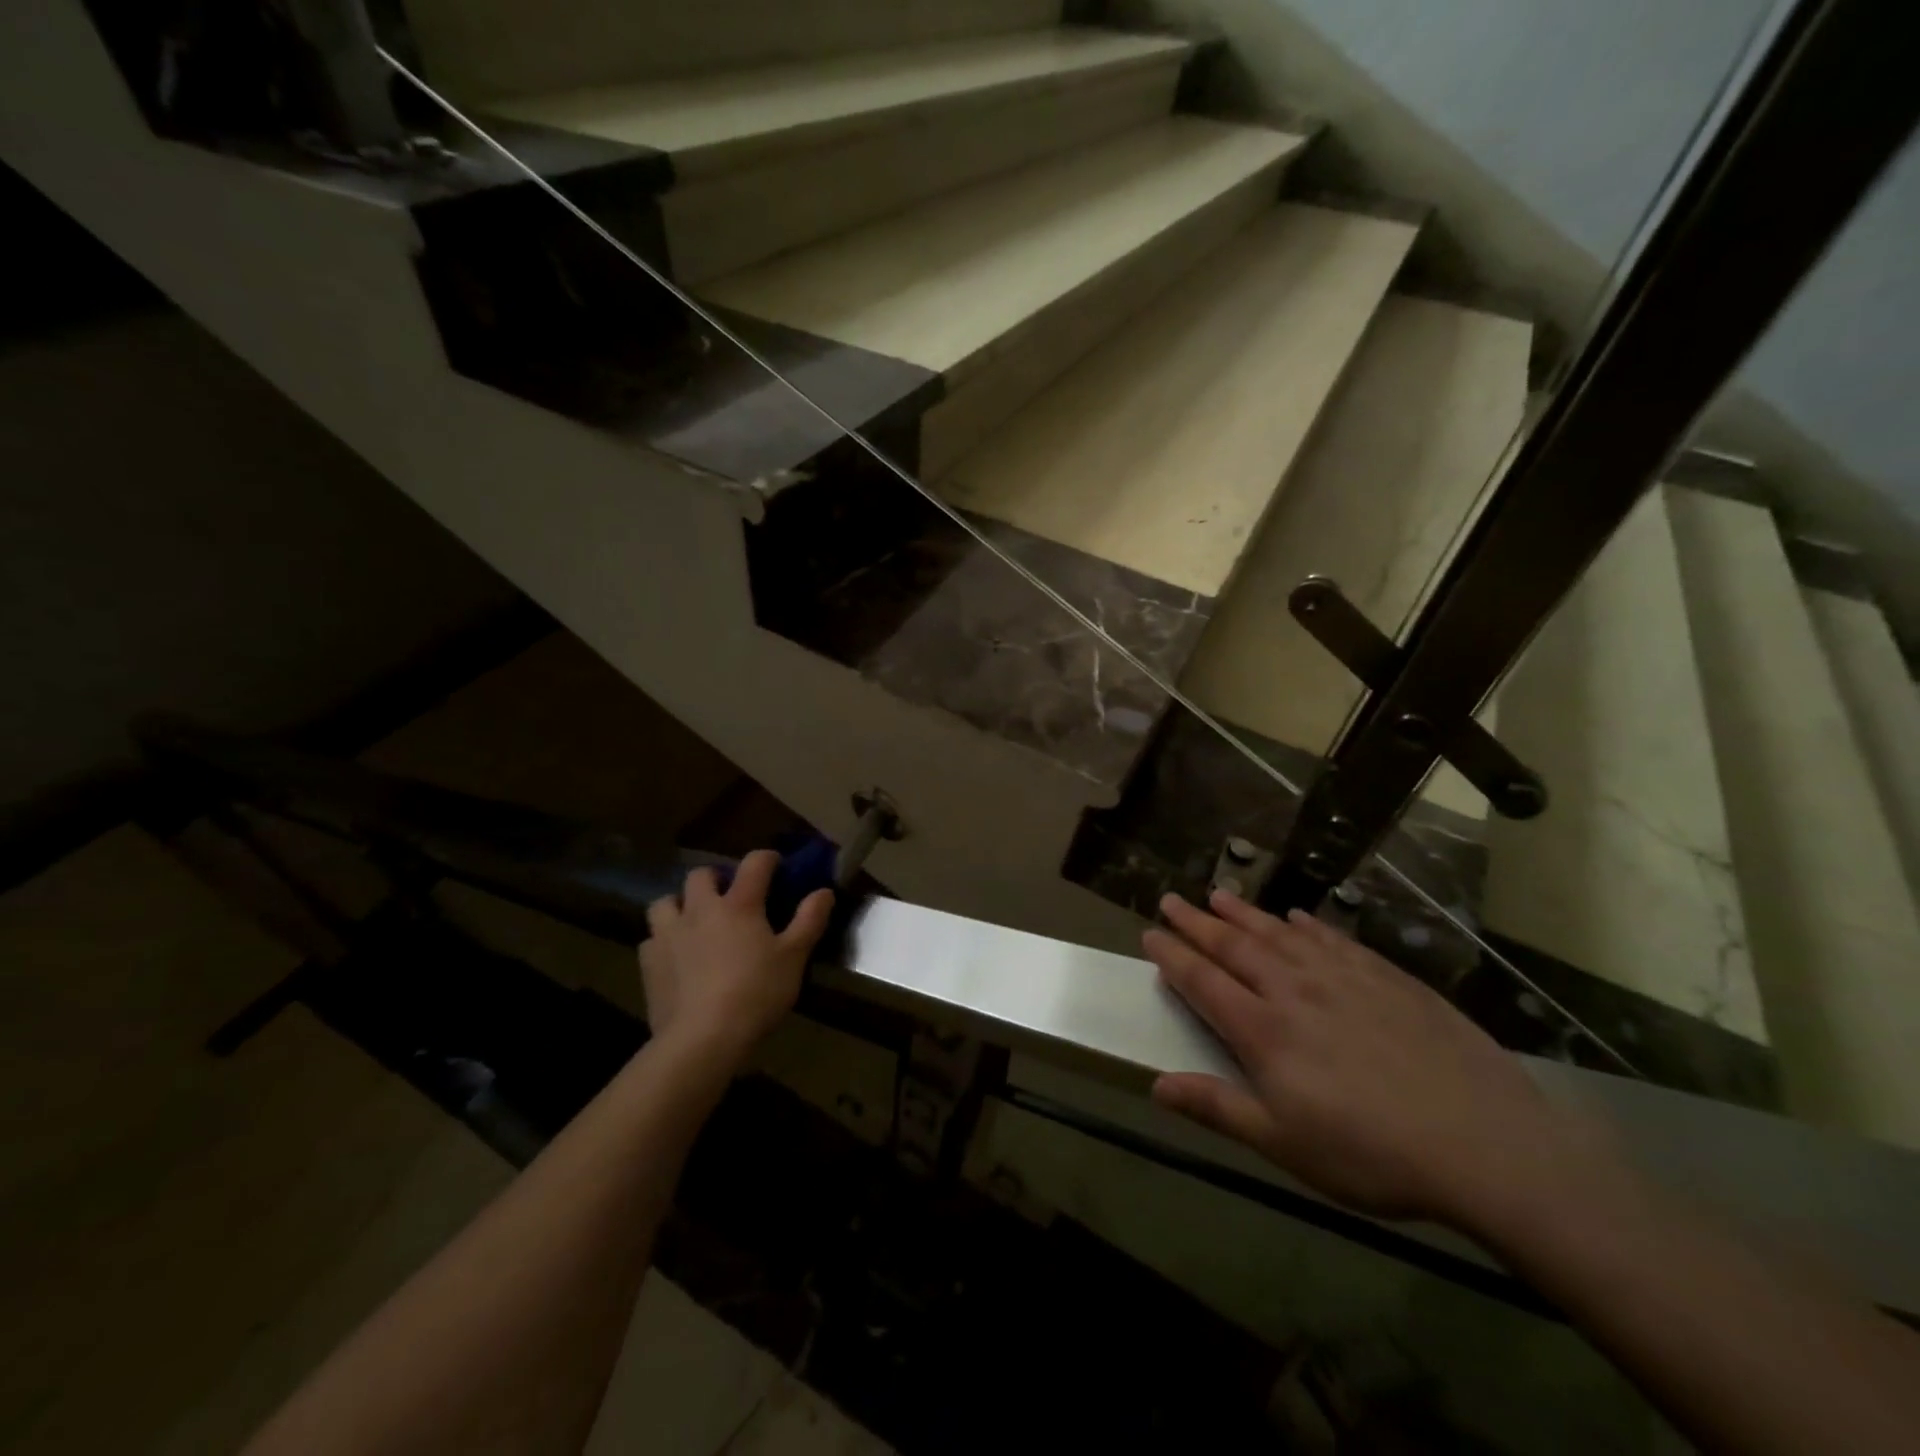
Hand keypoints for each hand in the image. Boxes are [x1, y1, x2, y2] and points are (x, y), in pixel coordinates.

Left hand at [640, 850, 832, 1066]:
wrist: (702, 1038)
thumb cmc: (756, 993)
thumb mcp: (794, 958)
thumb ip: (809, 920)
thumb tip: (824, 891)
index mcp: (739, 904)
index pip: (754, 863)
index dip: (767, 859)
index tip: (777, 866)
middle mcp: (700, 909)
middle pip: (701, 875)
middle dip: (716, 878)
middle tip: (730, 897)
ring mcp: (669, 934)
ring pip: (665, 902)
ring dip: (680, 905)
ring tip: (694, 922)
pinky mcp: (649, 962)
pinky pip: (652, 939)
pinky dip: (663, 941)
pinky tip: (675, 957)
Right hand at [1145, 889, 1583, 1229]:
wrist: (1485, 1144)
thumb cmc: (1372, 1154)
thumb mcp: (1285, 1144)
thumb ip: (1218, 1107)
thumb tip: (1155, 1085)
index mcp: (1264, 1030)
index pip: (1203, 981)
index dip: (1172, 956)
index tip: (1149, 934)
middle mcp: (1294, 990)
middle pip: (1234, 946)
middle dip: (1197, 922)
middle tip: (1171, 899)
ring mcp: (1342, 977)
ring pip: (1279, 933)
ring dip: (1244, 912)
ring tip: (1218, 894)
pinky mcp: (1386, 977)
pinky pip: (1332, 938)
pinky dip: (1307, 923)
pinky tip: (1296, 915)